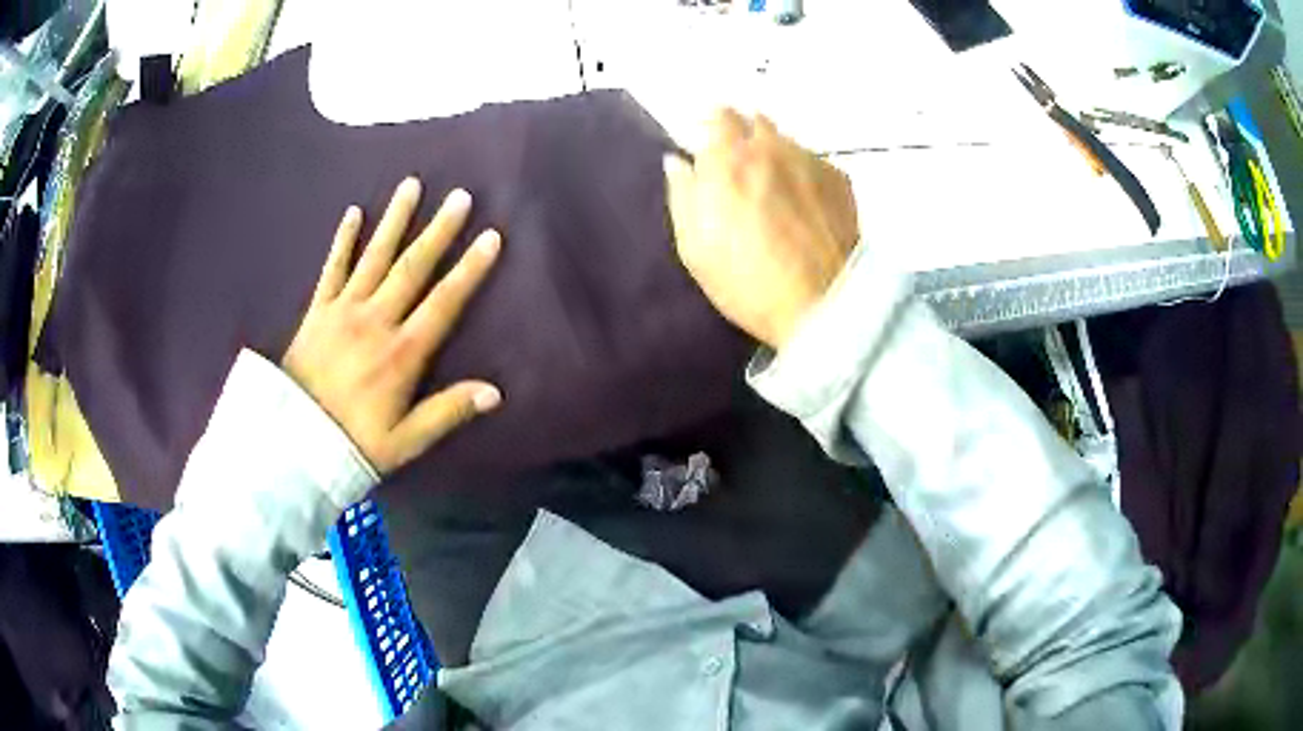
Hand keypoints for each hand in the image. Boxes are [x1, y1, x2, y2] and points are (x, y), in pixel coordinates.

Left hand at [283, 178, 502, 473]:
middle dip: (438, 231)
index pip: (444, 302)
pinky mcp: (316, 312)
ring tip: (411, 186)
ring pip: (374, 258)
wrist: (292, 445)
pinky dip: (343, 241)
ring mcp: (342, 311)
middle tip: (459, 196)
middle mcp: (375, 321)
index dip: (470, 269)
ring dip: (395, 221)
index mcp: (401, 353)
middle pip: (412, 268)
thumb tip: (495, 392)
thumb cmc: (353, 445)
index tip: (491, 237)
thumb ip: (448, 412)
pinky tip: (353, 213)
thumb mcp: (406, 441)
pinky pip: (332, 269)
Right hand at [664, 109, 858, 348]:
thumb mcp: (694, 247)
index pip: (718, 115)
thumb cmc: (746, 282)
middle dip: (744, 133)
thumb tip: (676, 161)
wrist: (822, 305)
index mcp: (728, 159)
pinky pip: (814, 161)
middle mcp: (770, 147)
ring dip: (775, 151)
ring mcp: (809, 159)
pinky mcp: (840, 178)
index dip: (712, 125)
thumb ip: (683, 195)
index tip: (709, 142)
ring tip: (774, 187)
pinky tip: (805, 203)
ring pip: (786, 140)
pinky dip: (803, 173)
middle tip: (741, 164)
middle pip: (755, 119)